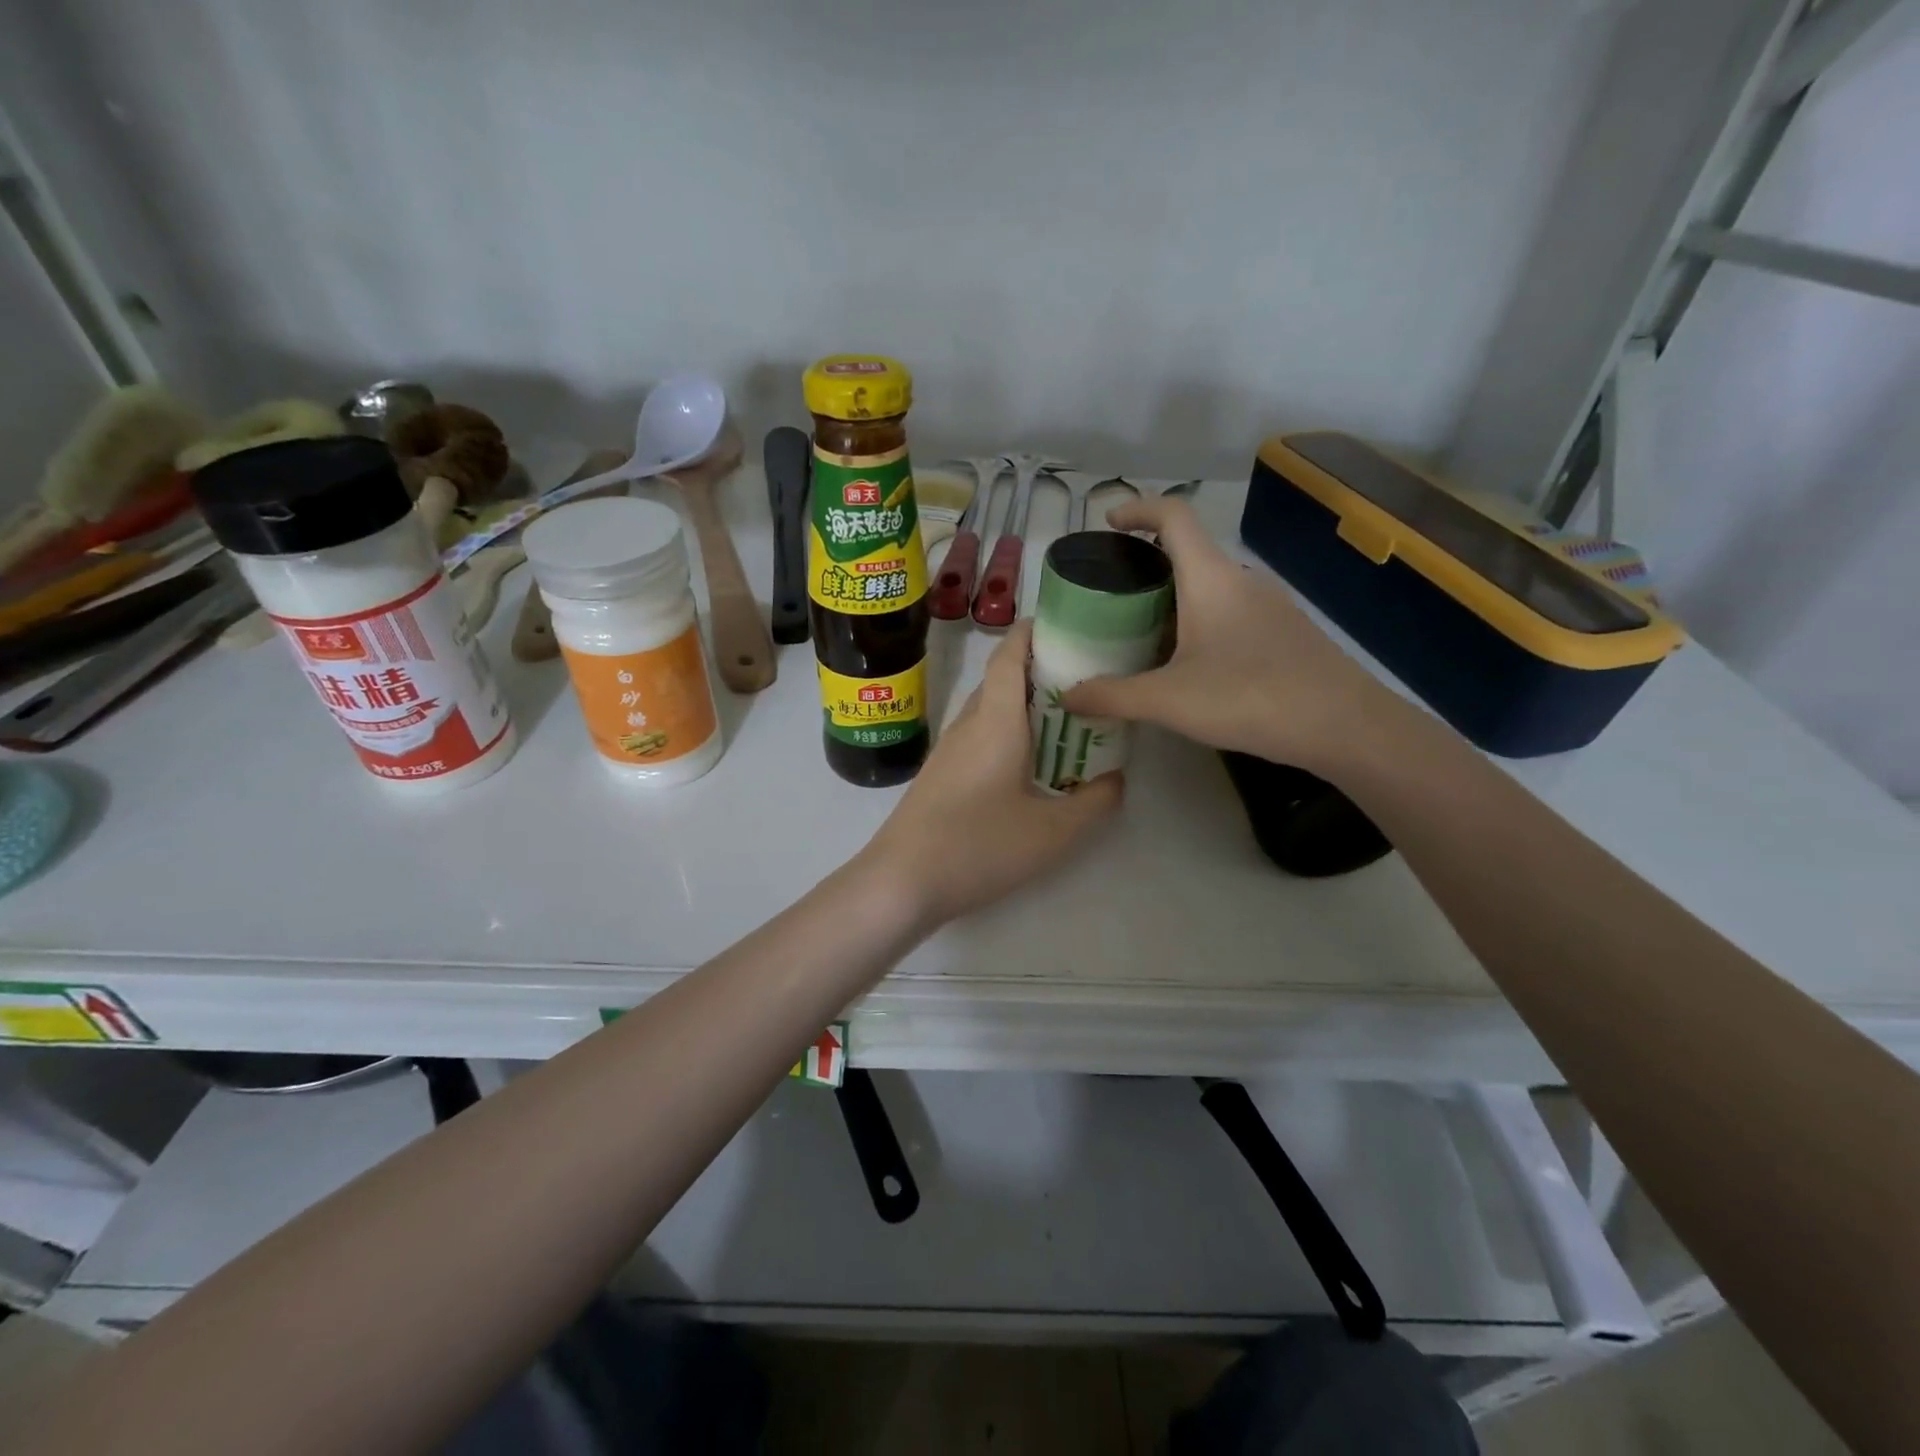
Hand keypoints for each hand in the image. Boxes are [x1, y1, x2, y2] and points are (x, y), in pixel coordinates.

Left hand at [863, 621, 1121, 928]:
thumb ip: (1094, 802)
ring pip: (989, 709)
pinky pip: (979, 735)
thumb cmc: (978, 847)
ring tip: (1066, 720)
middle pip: (1001, 679)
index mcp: (995, 721)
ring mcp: (949, 750)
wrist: (900, 882)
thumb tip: (1115, 779)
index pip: (1009, 655)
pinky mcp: (940, 774)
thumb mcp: (1053, 832)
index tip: (1068, 626)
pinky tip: (1029, 763)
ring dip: (1024, 705)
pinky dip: (1008, 732)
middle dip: (1041, 670)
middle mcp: (968, 724)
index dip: (1035, 632)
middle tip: (1086, 680)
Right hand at [1062, 496, 1382, 767]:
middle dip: (1147, 565)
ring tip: (1143, 635)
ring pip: (1211, 587)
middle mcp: (1242, 581)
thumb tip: (1066, 698)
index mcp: (1211, 579)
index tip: (1109, 523)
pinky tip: (1191, 665)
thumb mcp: (1168, 701)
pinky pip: (1232, 613)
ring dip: (1175, 599)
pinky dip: (1201, 622)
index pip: (1173, 517)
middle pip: (1189, 552)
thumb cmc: (1250, 698)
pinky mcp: (1285, 633)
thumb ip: (1112, 696)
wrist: (1345, 726)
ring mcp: (1270, 606)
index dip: (1138, 509)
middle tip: (1113, 598)